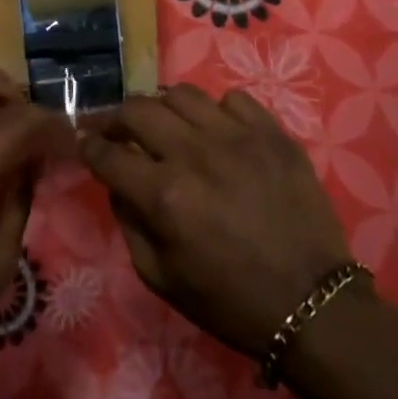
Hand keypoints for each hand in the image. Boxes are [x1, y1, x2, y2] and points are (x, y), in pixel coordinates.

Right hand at [81, 84, 355, 357]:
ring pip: (182, 94)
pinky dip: (216, 112)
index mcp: (164, 195)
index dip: (89, 146)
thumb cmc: (230, 301)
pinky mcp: (272, 132)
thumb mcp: (161, 278)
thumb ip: (129, 223)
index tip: (85, 143)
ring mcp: (237, 136)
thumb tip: (118, 182)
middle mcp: (195, 153)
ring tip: (167, 125)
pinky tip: (218, 133)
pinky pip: (232, 100)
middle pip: (138, 110)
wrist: (312, 304)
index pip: (107, 153)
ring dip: (164, 108)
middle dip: (117, 118)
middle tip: (118, 131)